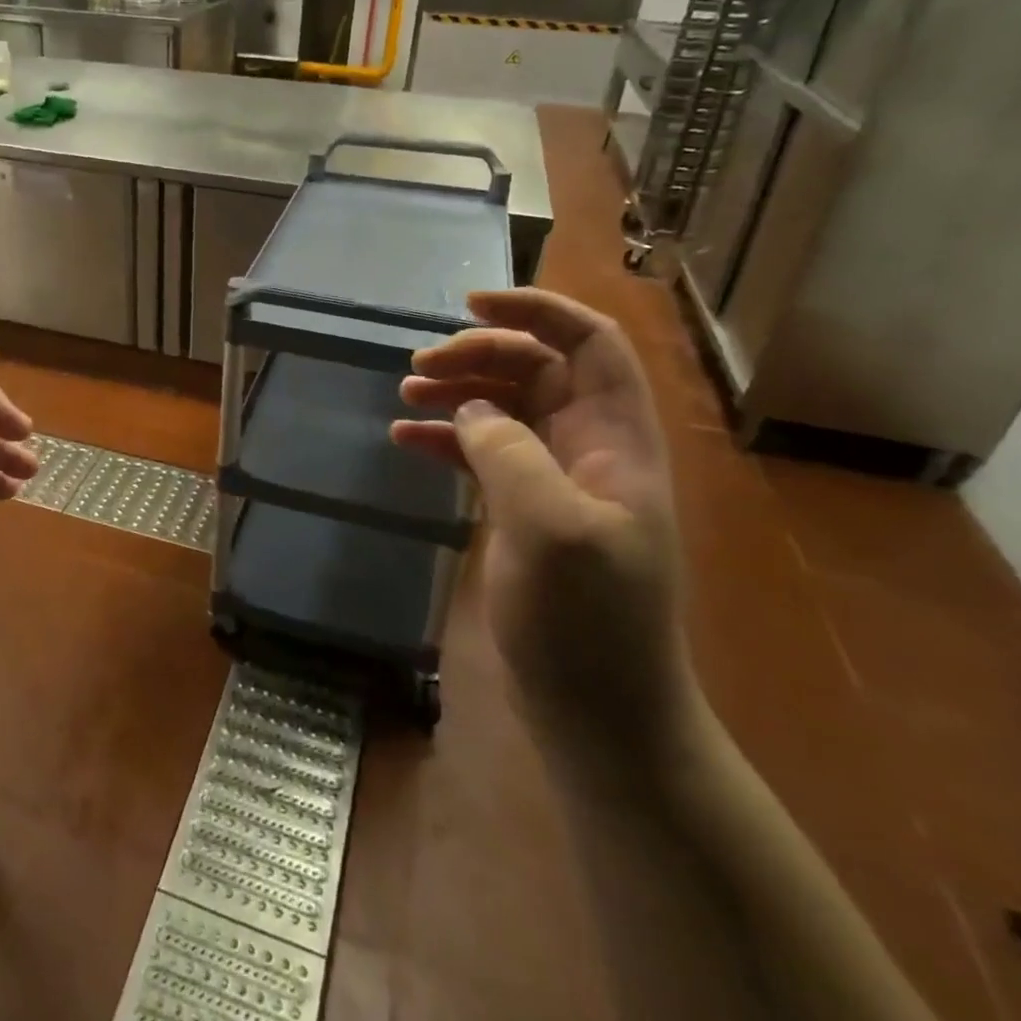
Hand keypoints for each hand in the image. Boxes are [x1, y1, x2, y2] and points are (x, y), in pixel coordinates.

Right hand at [392, 289, 695, 762]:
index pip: (589, 343)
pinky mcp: (523, 511)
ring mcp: (555, 481)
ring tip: (404, 393)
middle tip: (419, 365)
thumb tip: (473, 408)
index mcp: (616, 439)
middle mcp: (589, 448)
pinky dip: (447, 437)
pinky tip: (406, 438)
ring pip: (506, 407)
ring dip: (458, 391)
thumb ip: (511, 453)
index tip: (469, 304)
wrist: (602, 716)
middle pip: (537, 369)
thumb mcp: (552, 529)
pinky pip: (483, 452)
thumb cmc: (589, 623)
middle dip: (479, 354)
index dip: (536, 310)